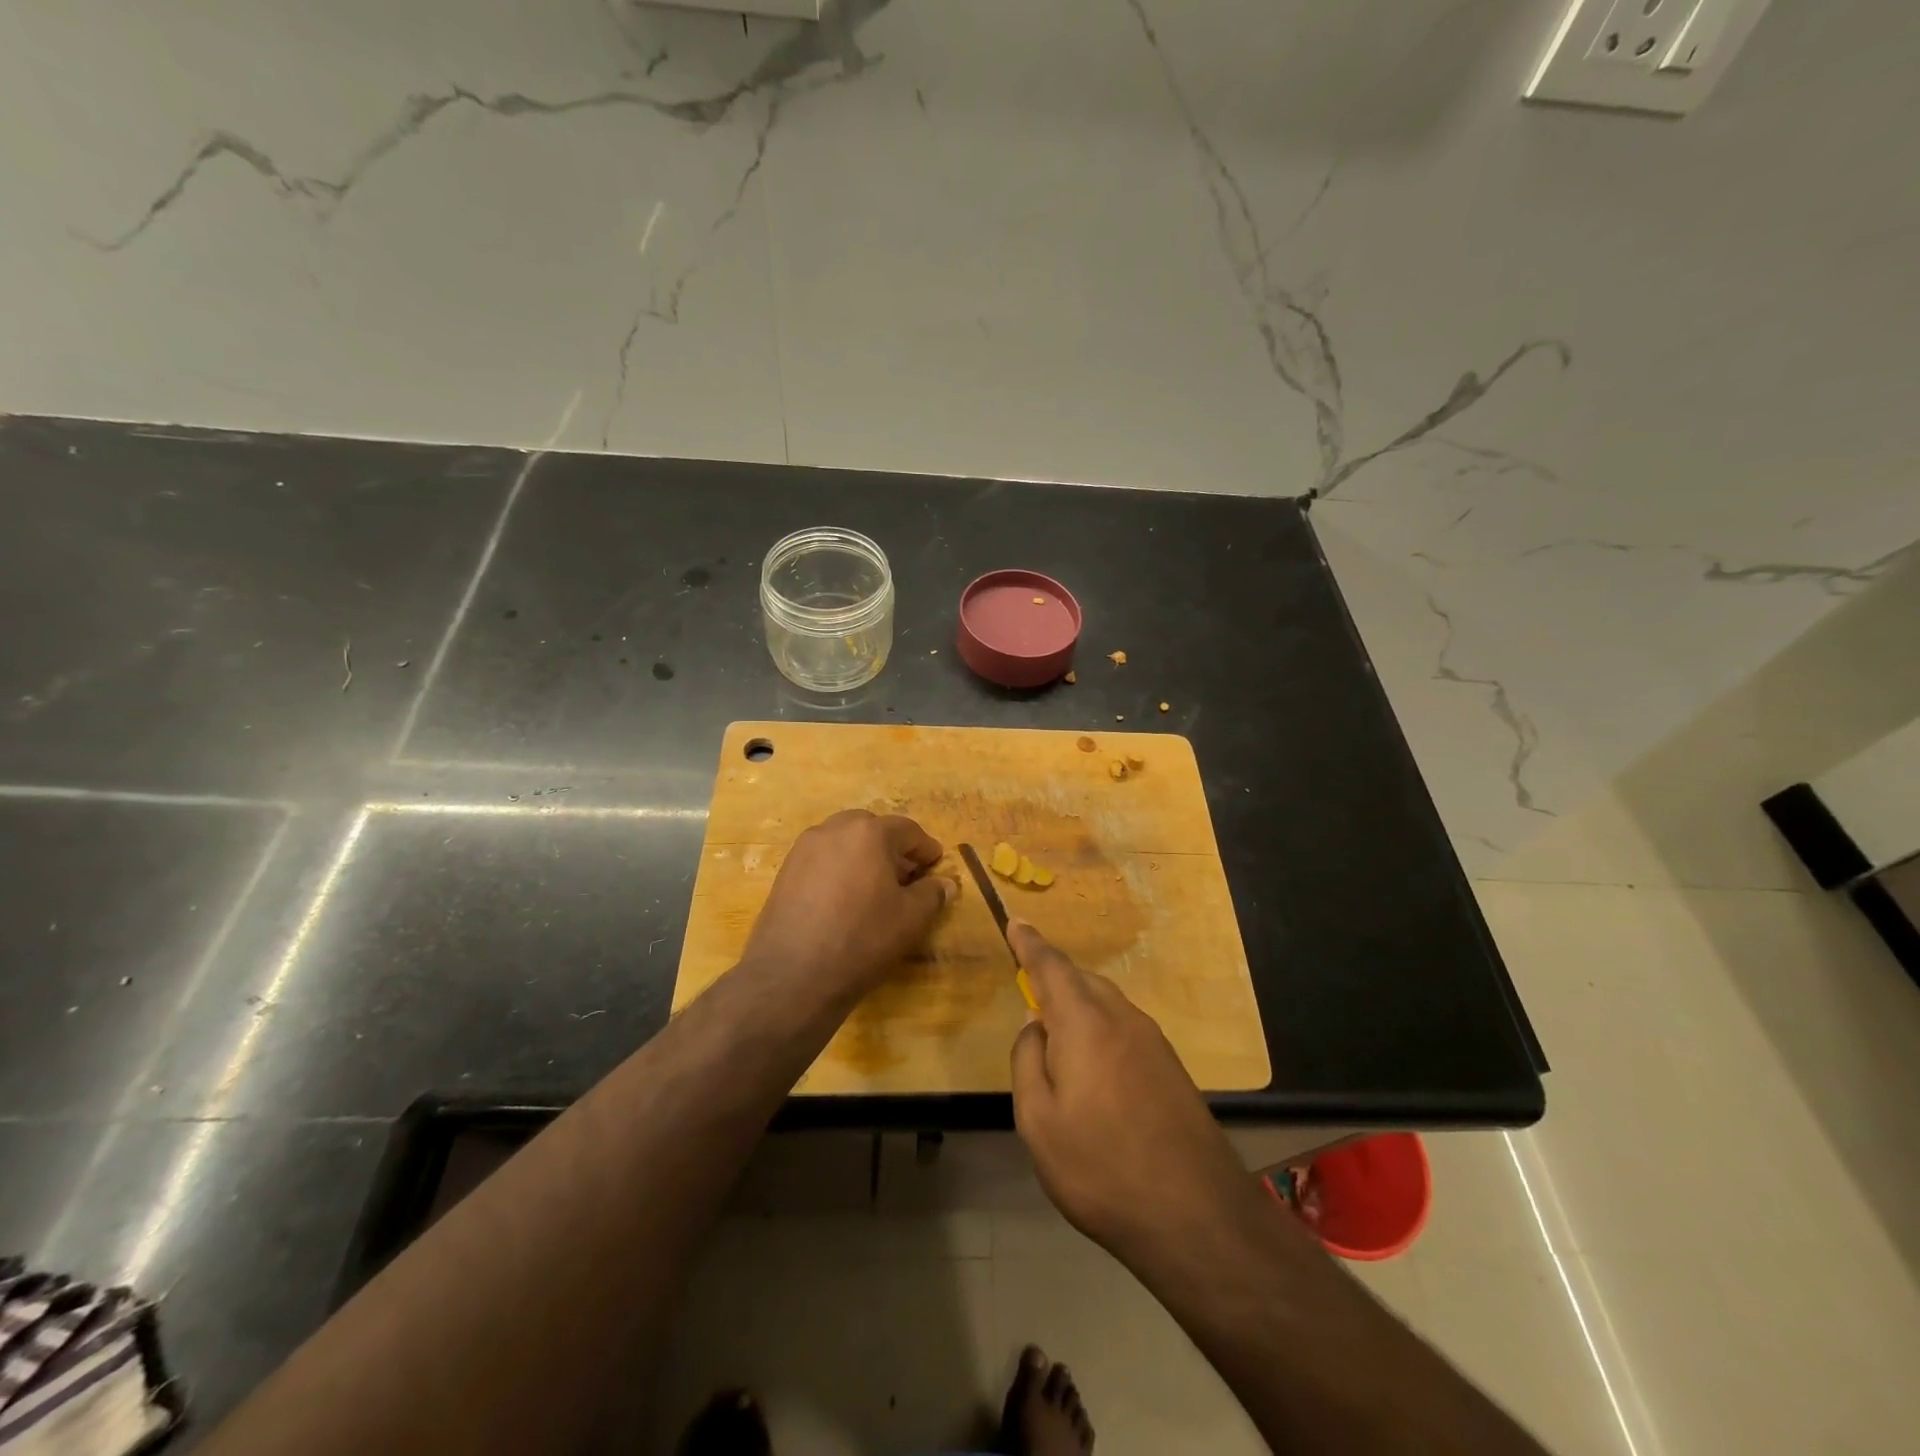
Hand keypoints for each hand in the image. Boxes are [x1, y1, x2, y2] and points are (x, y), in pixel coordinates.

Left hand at [740, 810, 954, 1003]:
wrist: (793, 976)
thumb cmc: (862, 939)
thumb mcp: (911, 919)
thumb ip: (932, 894)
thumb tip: (945, 884)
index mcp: (868, 833)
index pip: (907, 830)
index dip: (925, 848)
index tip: (936, 864)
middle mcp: (833, 830)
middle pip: (871, 829)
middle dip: (892, 847)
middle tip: (907, 875)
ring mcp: (804, 850)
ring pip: (843, 842)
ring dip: (863, 856)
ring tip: (875, 888)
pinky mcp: (784, 872)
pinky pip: (821, 860)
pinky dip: (839, 870)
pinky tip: (845, 899)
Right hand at [1008, 920, 1266, 1265]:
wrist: (1197, 1215)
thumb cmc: (1101, 1166)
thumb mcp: (1038, 1120)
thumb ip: (1027, 1061)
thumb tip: (1034, 1025)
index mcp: (1084, 1021)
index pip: (1051, 966)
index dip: (1030, 943)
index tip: (1015, 922)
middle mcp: (1122, 1018)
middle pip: (1082, 980)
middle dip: (1054, 976)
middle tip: (1030, 987)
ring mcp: (1152, 1041)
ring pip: (1106, 1002)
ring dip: (1079, 1003)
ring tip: (1057, 1030)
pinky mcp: (1171, 1067)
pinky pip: (1124, 1026)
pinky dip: (1100, 1026)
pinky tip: (1094, 1063)